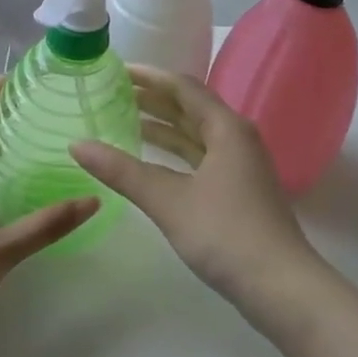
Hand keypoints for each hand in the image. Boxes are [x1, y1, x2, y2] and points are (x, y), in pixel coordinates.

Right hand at [72, 67, 327, 319]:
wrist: (281, 286)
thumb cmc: (225, 233)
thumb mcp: (168, 200)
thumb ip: (122, 171)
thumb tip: (77, 144)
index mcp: (226, 128)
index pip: (183, 87)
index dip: (149, 76)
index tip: (116, 70)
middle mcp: (236, 138)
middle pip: (190, 107)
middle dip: (153, 99)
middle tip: (113, 92)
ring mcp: (240, 165)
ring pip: (196, 134)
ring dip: (163, 126)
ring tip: (124, 119)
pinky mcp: (238, 190)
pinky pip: (200, 156)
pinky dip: (174, 152)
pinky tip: (151, 160)